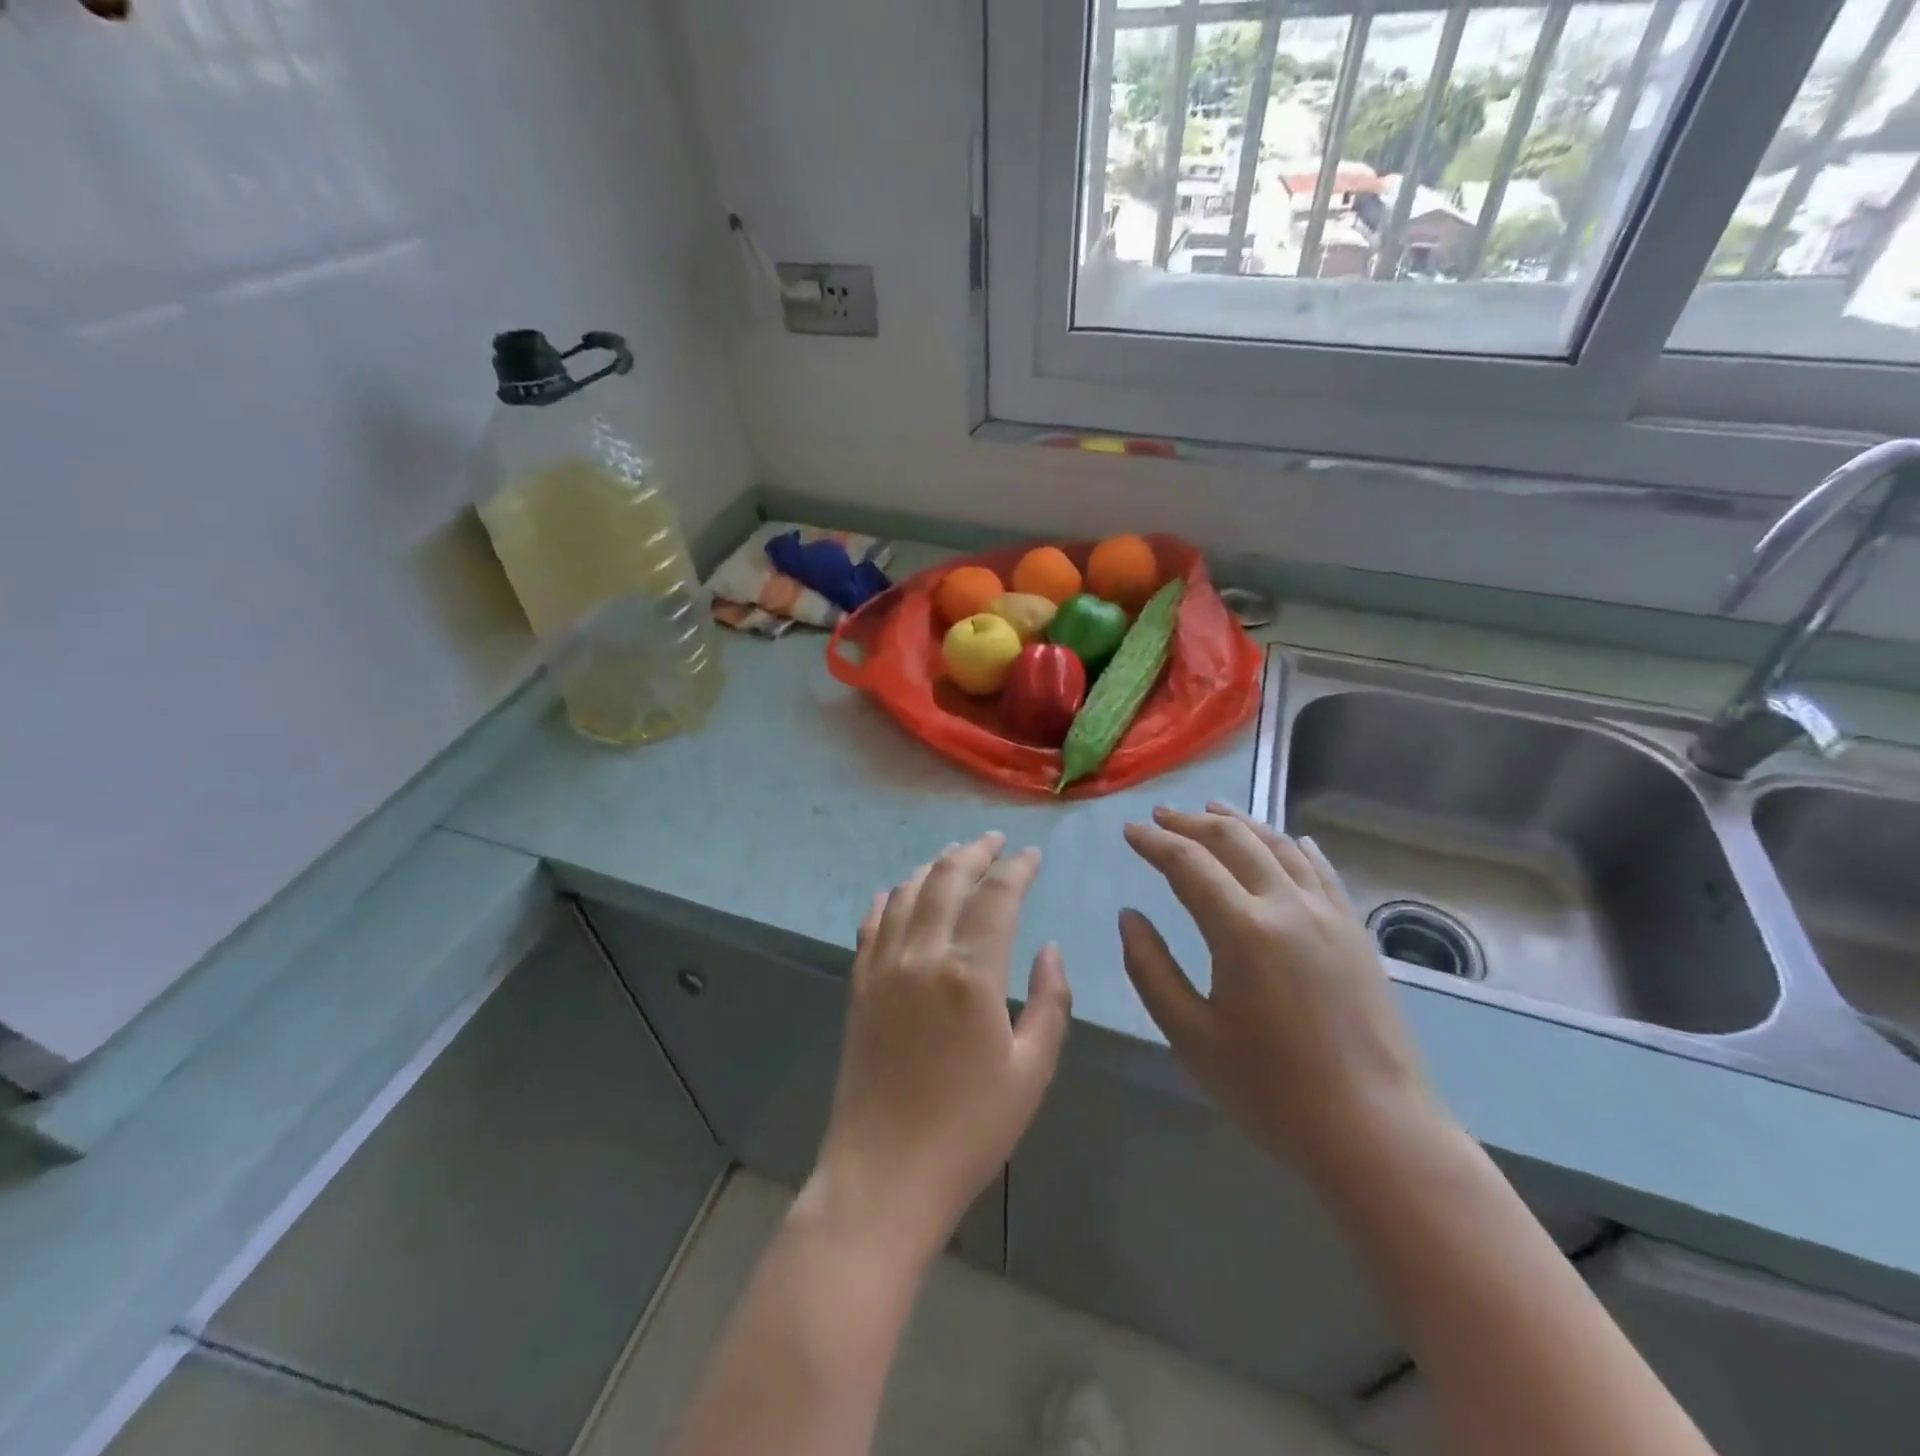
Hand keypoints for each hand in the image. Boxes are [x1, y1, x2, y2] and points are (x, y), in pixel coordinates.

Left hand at [811, 833, 1072, 1263]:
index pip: (997, 896)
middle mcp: (922, 955)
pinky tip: (901, 893)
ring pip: (908, 893)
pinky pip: (873, 924)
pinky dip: (891, 898)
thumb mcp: (1031, 1071)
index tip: (1032, 855)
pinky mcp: (859, 985)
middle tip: (995, 841)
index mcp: (971, 973)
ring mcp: (883, 967)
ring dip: (934, 867)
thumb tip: (1049, 948)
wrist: (884, 1174)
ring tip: (955, 856)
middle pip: (947, 879)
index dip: (1017, 868)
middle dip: (975, 852)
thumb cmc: (970, 1130)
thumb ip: (1050, 1002)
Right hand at [1120, 803, 1441, 1187]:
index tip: (1130, 830)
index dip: (1154, 842)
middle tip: (1161, 815)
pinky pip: (1322, 871)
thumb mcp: (1191, 1036)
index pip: (1188, 863)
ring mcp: (1330, 915)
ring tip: (1214, 809)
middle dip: (1192, 822)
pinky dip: (1296, 847)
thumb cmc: (1272, 1091)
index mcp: (1243, 930)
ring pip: (1280, 846)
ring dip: (1242, 822)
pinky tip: (1290, 840)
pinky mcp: (1356, 932)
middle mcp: (1288, 906)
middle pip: (1234, 840)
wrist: (1377, 1133)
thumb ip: (1151, 969)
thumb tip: (1129, 916)